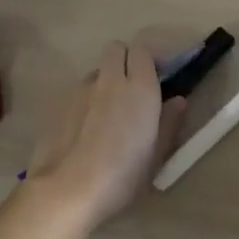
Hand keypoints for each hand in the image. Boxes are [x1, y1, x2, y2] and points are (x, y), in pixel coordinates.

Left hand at [27, 42, 186, 229]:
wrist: (68, 190)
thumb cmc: (122, 175)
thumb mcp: (156, 155)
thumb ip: (169, 122)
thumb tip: (178, 100)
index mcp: (140, 87)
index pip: (142, 49)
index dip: (149, 60)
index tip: (156, 78)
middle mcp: (111, 79)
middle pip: (116, 49)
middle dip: (125, 60)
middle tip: (133, 87)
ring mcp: (82, 89)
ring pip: (97, 70)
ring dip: (105, 80)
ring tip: (108, 111)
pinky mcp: (60, 104)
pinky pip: (79, 90)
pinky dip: (86, 100)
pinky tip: (86, 128)